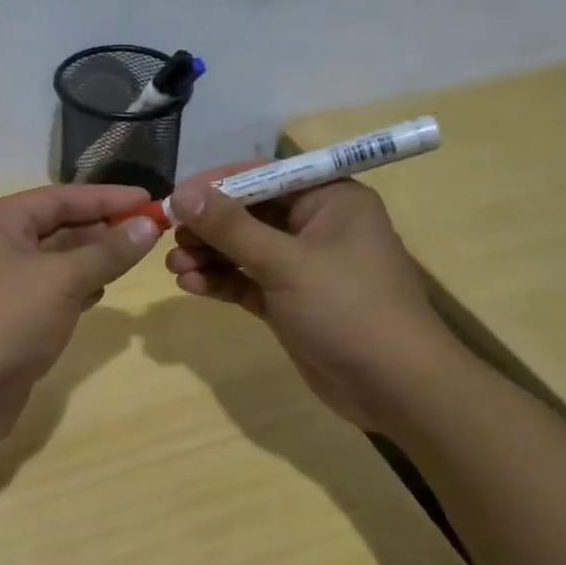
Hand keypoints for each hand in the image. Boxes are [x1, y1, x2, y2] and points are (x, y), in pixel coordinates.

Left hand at [0, 184, 161, 460]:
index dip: (107, 197)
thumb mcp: (62, 280)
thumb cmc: (7, 321)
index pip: (60, 198)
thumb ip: (108, 251)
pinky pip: (50, 292)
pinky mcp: (9, 319)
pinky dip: (77, 288)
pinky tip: (102, 291)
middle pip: (57, 226)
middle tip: (149, 231)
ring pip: (55, 261)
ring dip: (92, 258)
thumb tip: (149, 224)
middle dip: (102, 228)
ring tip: (133, 257)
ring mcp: (0, 285)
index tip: (150, 200)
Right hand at [162, 170, 464, 429]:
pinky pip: (247, 280)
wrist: (395, 388)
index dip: (218, 185)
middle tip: (171, 236)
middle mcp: (316, 226)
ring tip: (174, 266)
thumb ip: (231, 227)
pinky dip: (221, 281)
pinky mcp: (289, 301)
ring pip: (244, 249)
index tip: (176, 197)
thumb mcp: (285, 262)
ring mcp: (302, 266)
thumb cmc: (348, 309)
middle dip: (209, 225)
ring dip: (209, 255)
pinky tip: (190, 285)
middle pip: (250, 213)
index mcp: (330, 200)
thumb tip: (183, 195)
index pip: (265, 176)